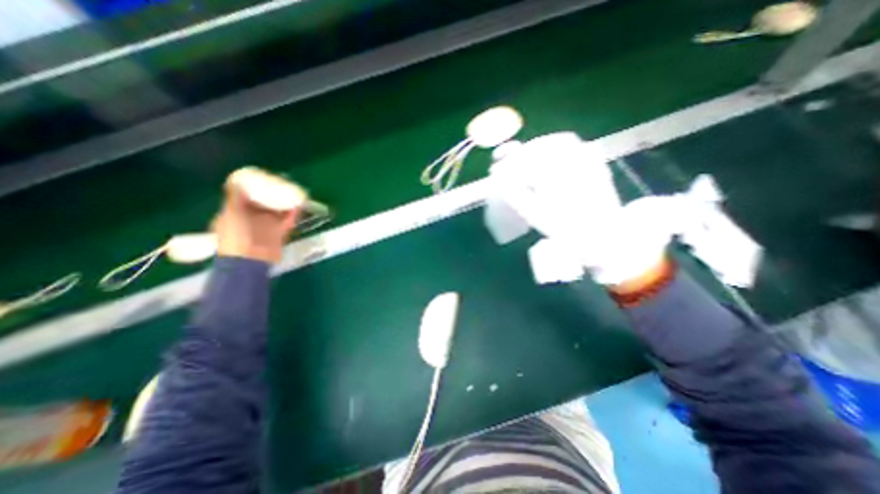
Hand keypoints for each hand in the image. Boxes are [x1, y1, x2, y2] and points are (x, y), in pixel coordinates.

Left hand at [217, 170, 301, 263]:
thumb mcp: (231, 212)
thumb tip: (236, 179)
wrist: (250, 260)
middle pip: (264, 202)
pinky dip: (294, 212)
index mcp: (237, 212)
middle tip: (282, 183)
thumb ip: (235, 197)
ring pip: (278, 210)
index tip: (264, 178)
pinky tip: (299, 204)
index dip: (254, 187)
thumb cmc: (236, 236)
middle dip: (273, 193)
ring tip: (294, 191)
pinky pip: (288, 219)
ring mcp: (267, 225)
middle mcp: (252, 218)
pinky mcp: (280, 232)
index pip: (246, 196)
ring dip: (285, 202)